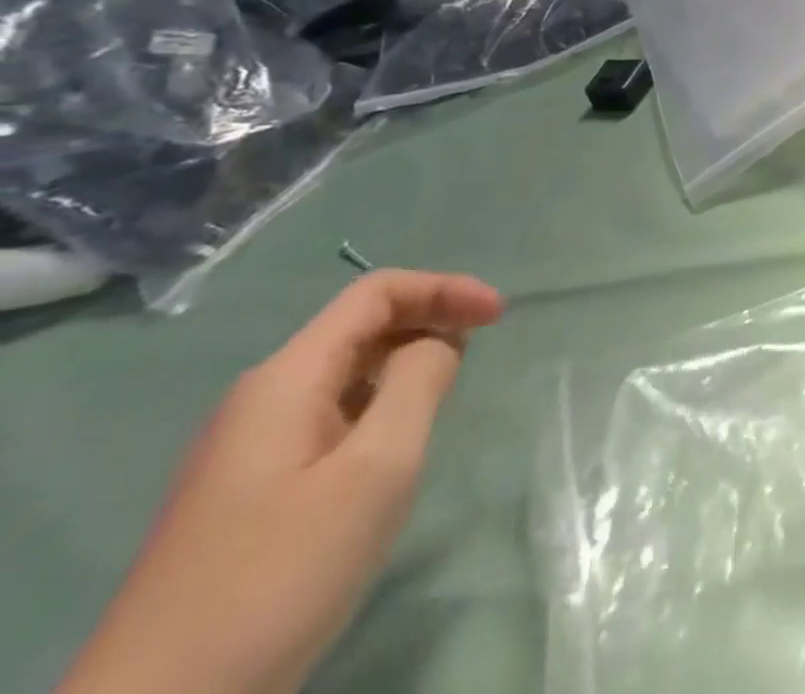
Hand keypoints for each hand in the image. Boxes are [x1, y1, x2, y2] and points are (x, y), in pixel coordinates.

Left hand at [60, 270, 503, 693]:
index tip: (500, 315)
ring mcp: (248, 449)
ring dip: (406, 364)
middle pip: (360, 327)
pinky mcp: (249, 491)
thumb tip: (437, 342)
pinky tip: (397, 444)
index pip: (376, 293)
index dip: (445, 288)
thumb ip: (418, 383)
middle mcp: (262, 399)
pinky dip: (380, 404)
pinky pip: (330, 416)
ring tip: (451, 389)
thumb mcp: (376, 467)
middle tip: (483, 348)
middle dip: (429, 321)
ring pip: (345, 374)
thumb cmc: (281, 571)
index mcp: (286, 380)